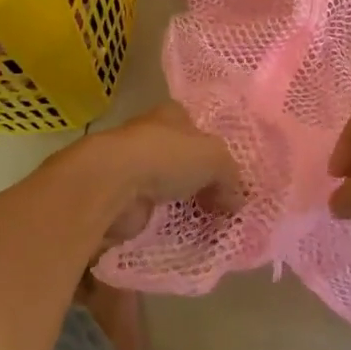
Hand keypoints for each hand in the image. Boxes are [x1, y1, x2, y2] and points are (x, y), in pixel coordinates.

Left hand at [88, 103, 241, 245]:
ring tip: (210, 224)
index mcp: (171, 115)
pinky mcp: (123, 199)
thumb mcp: (215, 159)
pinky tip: (185, 234)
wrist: (113, 184)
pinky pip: (153, 212)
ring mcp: (133, 169)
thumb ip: (231, 178)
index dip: (212, 146)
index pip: (195, 126)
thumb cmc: (166, 156)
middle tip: (225, 204)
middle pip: (182, 159)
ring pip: (167, 187)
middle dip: (200, 180)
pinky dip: (166, 222)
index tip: (228, 171)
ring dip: (183, 204)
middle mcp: (150, 137)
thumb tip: (237, 201)